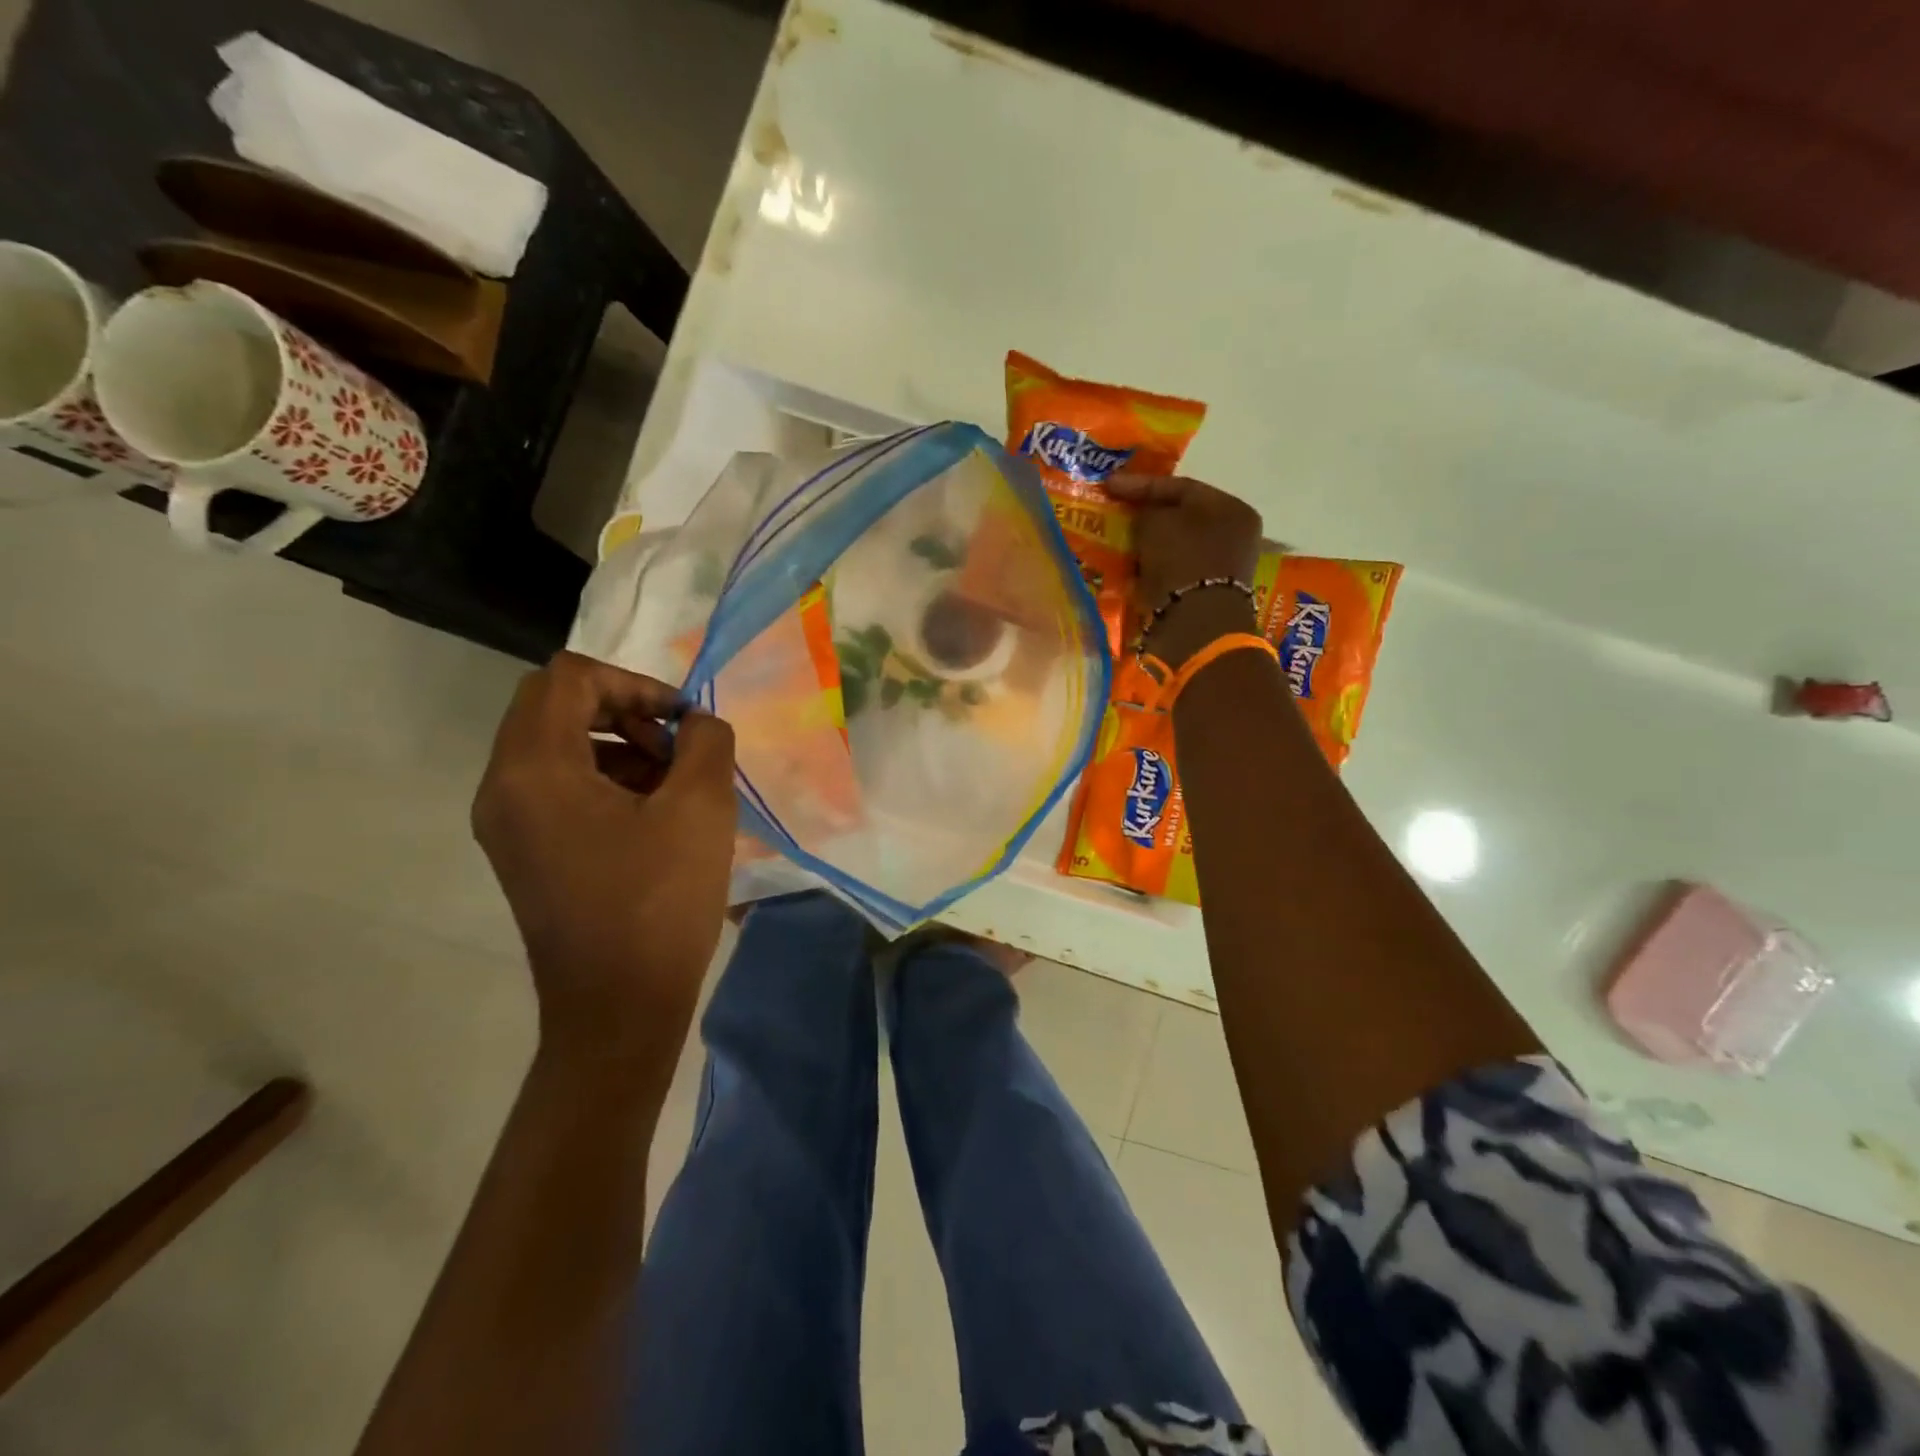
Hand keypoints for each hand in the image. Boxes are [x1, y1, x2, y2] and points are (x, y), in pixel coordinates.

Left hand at [473, 652, 736, 1060]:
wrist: (619, 1009)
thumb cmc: (659, 903)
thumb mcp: (702, 808)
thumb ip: (706, 741)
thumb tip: (696, 723)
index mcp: (534, 768)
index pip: (569, 677)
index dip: (634, 682)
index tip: (681, 721)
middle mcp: (503, 787)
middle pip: (555, 706)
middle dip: (624, 710)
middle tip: (676, 747)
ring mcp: (507, 823)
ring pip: (557, 745)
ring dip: (617, 744)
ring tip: (673, 783)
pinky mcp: (524, 851)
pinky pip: (557, 786)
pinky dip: (604, 779)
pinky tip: (654, 815)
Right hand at [1106, 474, 1264, 666]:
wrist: (1196, 625)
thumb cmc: (1181, 562)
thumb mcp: (1155, 523)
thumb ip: (1147, 511)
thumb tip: (1143, 518)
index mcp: (1232, 509)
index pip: (1181, 487)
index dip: (1141, 484)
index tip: (1109, 484)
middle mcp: (1234, 535)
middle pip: (1181, 518)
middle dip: (1146, 517)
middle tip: (1116, 514)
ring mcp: (1222, 568)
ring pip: (1176, 547)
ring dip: (1148, 546)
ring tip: (1118, 543)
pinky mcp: (1206, 595)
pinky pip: (1174, 572)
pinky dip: (1153, 569)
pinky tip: (1132, 569)